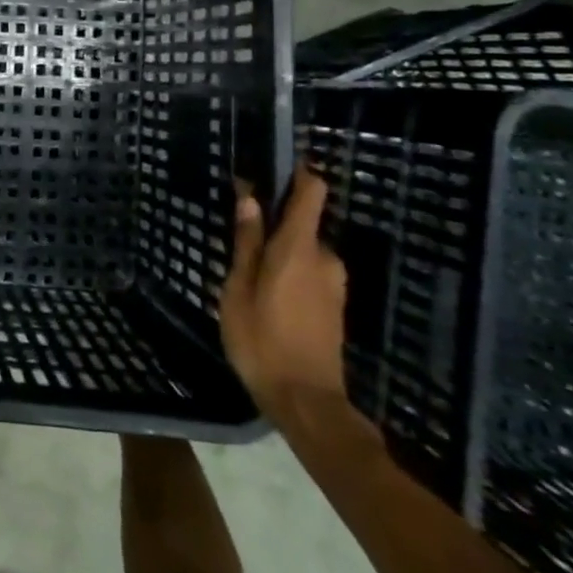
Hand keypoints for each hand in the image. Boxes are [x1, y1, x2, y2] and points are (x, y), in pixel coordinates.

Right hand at [219, 167, 348, 420]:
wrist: (306, 402)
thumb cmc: (262, 340)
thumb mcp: (238, 288)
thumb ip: (246, 242)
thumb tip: (250, 198)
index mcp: (298, 247)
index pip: (311, 191)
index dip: (296, 173)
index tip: (270, 169)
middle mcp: (324, 258)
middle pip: (301, 223)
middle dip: (273, 225)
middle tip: (239, 242)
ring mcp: (333, 284)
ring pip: (302, 251)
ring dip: (279, 254)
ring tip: (247, 276)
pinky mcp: (334, 306)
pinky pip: (309, 272)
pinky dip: (288, 273)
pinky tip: (266, 297)